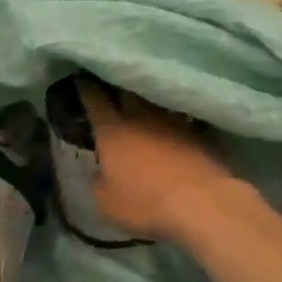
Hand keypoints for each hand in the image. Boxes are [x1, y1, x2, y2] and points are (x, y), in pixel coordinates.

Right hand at [78, 81, 242, 242]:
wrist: (201, 202)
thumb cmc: (145, 203)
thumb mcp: (106, 203)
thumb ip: (99, 182)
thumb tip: (100, 172)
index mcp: (113, 130)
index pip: (94, 99)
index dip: (85, 88)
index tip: (81, 78)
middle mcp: (141, 116)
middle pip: (126, 90)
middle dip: (116, 85)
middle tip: (110, 82)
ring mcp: (172, 120)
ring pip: (154, 101)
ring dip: (145, 100)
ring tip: (140, 101)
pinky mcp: (198, 130)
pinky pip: (179, 116)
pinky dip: (172, 117)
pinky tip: (172, 122)